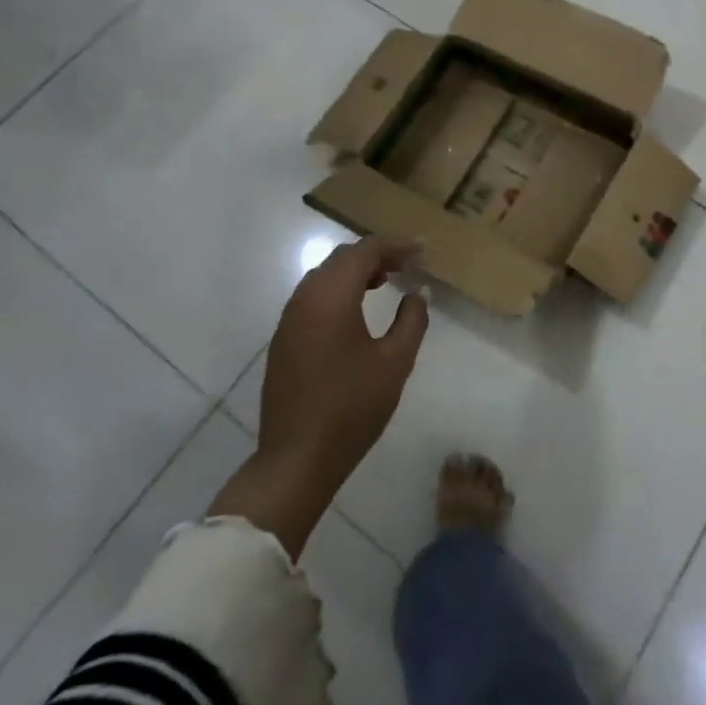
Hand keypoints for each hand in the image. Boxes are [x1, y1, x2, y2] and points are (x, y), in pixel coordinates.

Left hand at [209, 237, 428, 556]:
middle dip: (375, 254)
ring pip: (324, 276)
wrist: (296, 459)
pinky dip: (338, 290)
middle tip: (406, 264)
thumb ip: (412, 320)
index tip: (422, 250)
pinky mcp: (283, 339)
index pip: (365, 251)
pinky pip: (313, 297)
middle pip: (341, 258)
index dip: (396, 245)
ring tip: (385, 282)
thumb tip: (418, 293)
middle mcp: (305, 298)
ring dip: (355, 272)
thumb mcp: (394, 363)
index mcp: (331, 296)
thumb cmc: (351, 408)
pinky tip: (357, 311)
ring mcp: (289, 318)